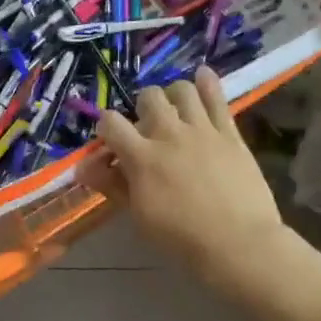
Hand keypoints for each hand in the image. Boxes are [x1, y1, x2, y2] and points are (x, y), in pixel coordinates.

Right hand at [82, 69, 289, 287]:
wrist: (238, 244)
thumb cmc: (182, 238)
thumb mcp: (139, 215)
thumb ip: (112, 185)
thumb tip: (82, 168)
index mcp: (141, 157)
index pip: (111, 122)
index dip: (106, 126)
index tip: (112, 139)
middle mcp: (169, 134)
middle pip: (148, 96)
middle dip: (142, 106)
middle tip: (147, 125)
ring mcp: (202, 130)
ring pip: (182, 89)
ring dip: (173, 94)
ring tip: (175, 108)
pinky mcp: (229, 133)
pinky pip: (218, 97)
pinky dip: (208, 83)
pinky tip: (203, 76)